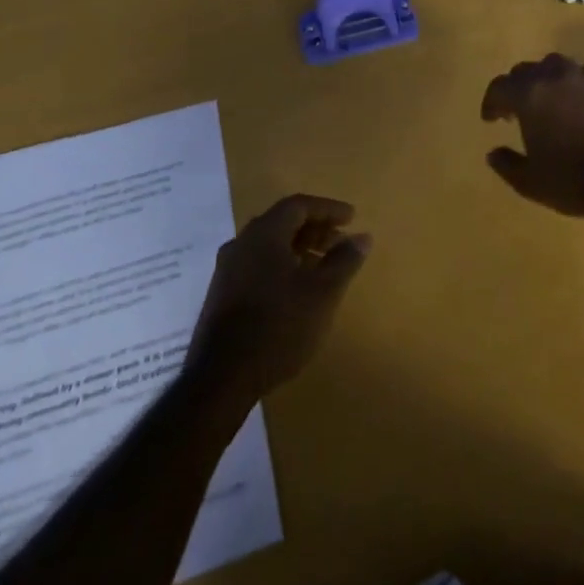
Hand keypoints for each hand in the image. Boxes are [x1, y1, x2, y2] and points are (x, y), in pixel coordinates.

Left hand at [185, 195, 371, 402]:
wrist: (221, 379)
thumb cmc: (279, 326)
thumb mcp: (322, 293)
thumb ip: (344, 260)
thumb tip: (362, 236)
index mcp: (263, 234)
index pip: (298, 205)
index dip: (328, 209)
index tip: (352, 218)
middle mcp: (241, 244)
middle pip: (281, 222)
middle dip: (314, 229)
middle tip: (340, 242)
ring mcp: (227, 270)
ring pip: (268, 245)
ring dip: (298, 248)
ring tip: (322, 267)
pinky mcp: (221, 295)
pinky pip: (256, 265)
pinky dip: (281, 265)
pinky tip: (295, 290)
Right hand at [480, 53, 583, 216]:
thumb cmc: (571, 179)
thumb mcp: (529, 181)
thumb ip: (507, 164)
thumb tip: (493, 153)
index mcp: (530, 94)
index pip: (500, 87)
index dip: (491, 103)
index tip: (491, 120)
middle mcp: (554, 77)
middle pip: (526, 71)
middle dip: (515, 88)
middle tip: (514, 112)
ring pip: (554, 65)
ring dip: (543, 79)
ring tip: (544, 102)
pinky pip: (580, 75)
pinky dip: (569, 85)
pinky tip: (573, 105)